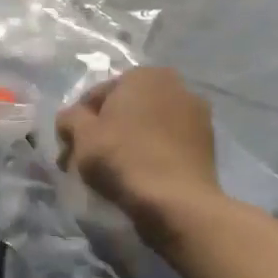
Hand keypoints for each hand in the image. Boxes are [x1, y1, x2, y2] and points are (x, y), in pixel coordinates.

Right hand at [56, 68, 220, 243]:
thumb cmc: (123, 158)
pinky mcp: (207, 144)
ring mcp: (197, 115)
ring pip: (146, 127)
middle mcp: (176, 85)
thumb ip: (69, 118)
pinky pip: (166, 144)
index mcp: (144, 75)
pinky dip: (150, 154)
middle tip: (84, 162)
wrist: (177, 202)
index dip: (77, 123)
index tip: (69, 149)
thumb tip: (71, 119)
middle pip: (124, 110)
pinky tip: (138, 176)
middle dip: (103, 132)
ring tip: (111, 173)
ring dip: (127, 143)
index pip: (96, 96)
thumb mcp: (81, 135)